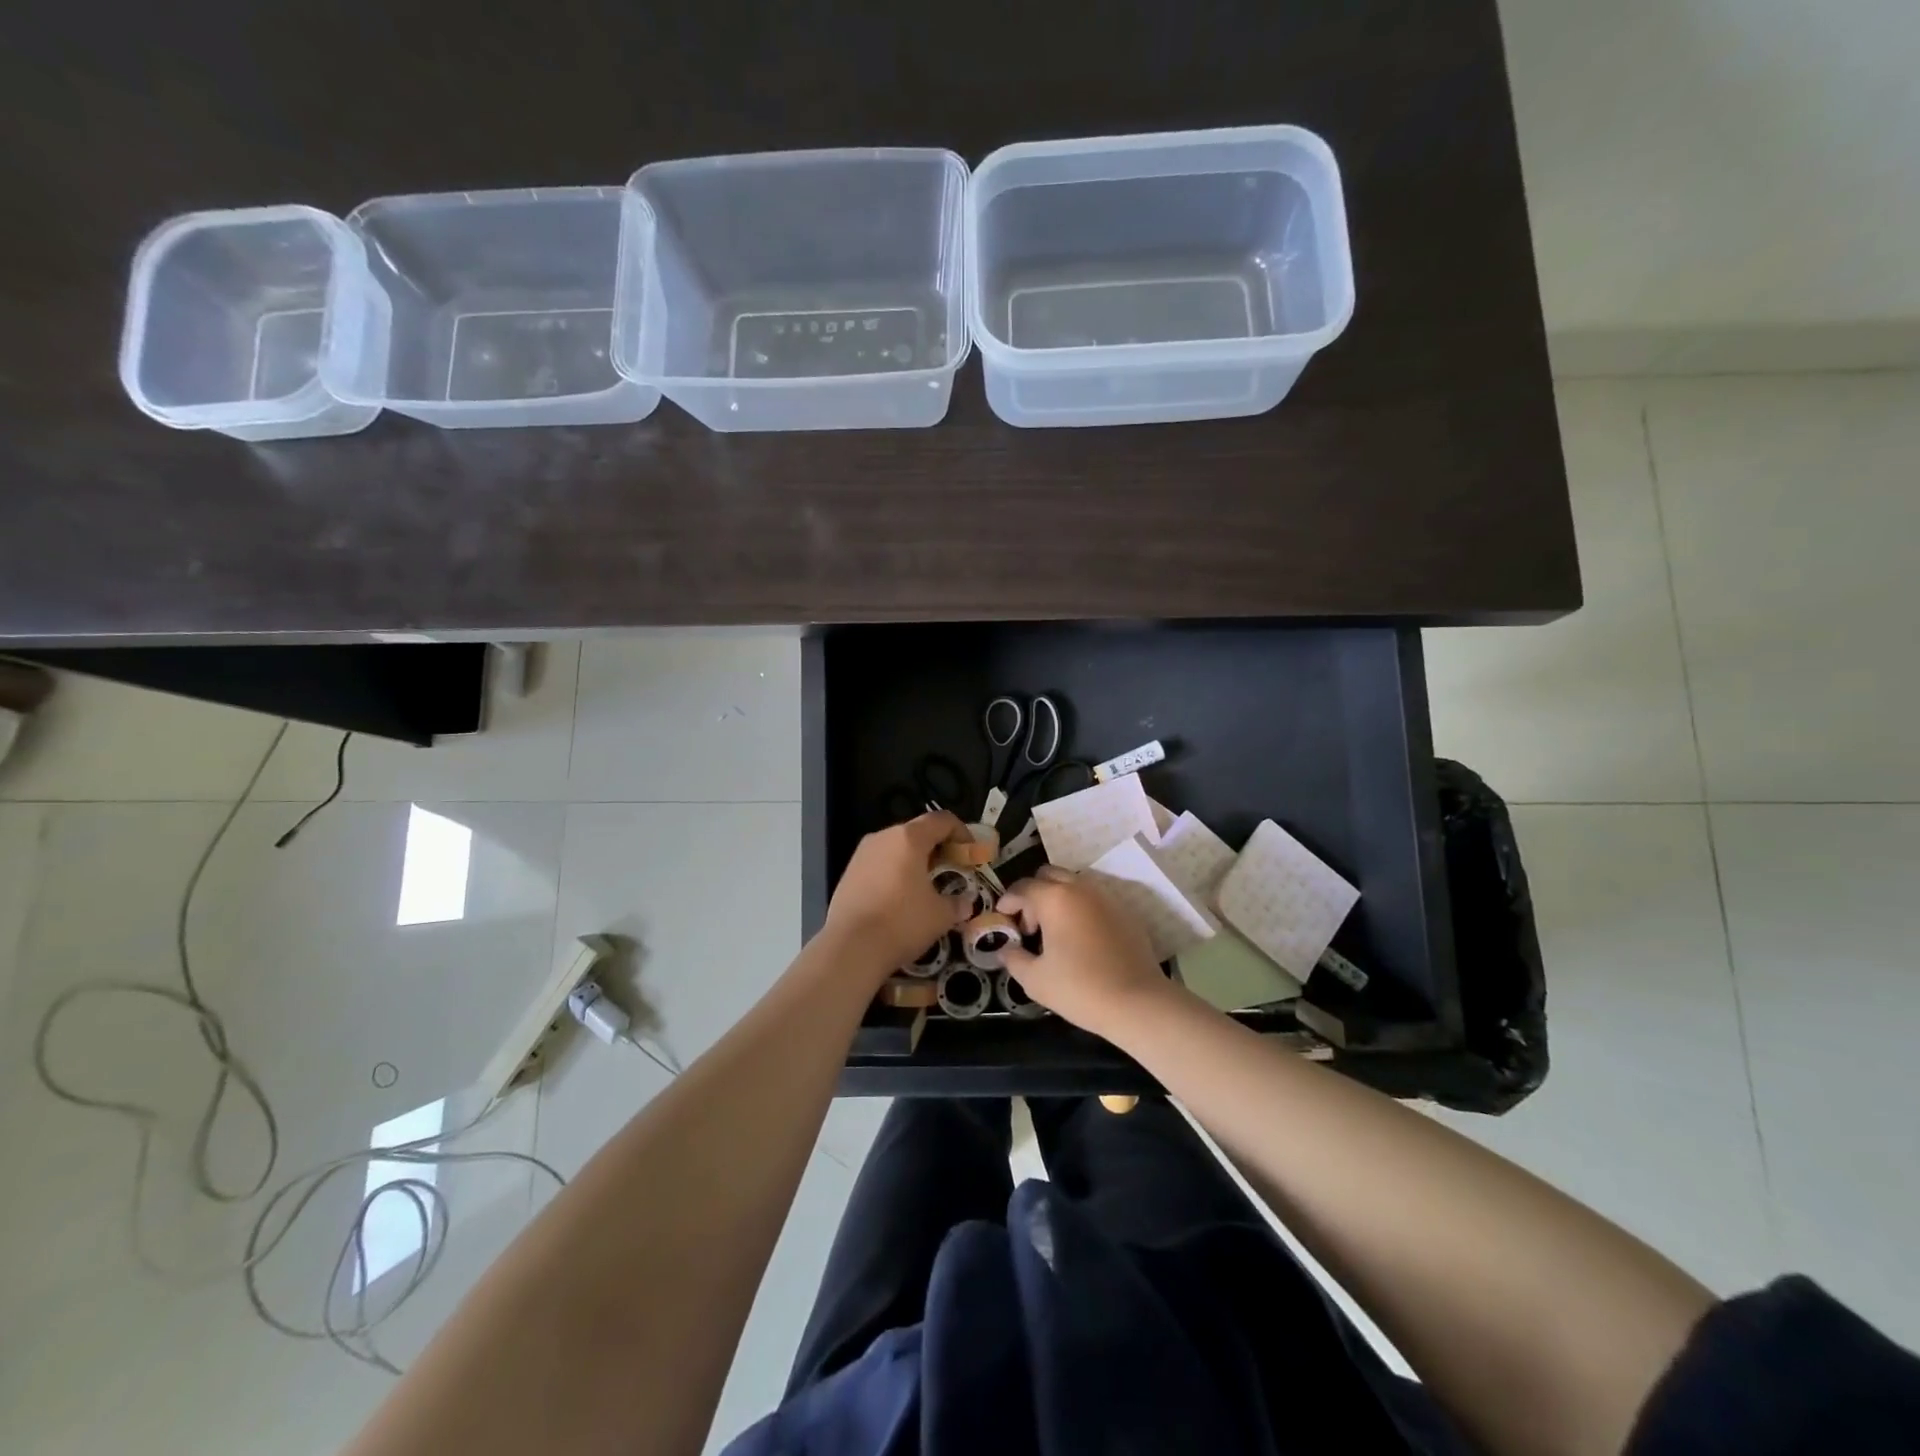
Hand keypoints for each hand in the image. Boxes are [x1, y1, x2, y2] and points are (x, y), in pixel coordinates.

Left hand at [822, 810, 974, 981]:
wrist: (850, 948)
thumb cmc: (902, 922)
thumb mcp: (941, 915)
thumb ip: (957, 903)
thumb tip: (964, 903)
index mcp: (909, 838)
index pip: (942, 820)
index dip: (962, 833)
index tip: (972, 854)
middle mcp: (883, 837)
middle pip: (918, 831)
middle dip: (939, 848)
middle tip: (952, 871)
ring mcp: (862, 854)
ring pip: (896, 848)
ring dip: (915, 860)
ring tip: (927, 886)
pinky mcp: (848, 872)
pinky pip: (880, 863)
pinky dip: (895, 872)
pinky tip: (901, 898)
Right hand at [998, 868, 1172, 1040]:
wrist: (1137, 1002)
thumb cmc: (1079, 988)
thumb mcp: (1034, 980)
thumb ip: (1014, 959)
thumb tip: (1006, 949)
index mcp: (1054, 898)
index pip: (1022, 887)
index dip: (1008, 901)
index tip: (1003, 919)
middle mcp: (1080, 888)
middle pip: (1048, 875)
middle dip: (1033, 894)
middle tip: (1030, 925)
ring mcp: (1106, 897)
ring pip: (1074, 884)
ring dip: (1058, 898)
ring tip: (1055, 932)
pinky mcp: (1125, 911)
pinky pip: (1094, 899)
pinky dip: (1080, 908)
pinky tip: (1081, 938)